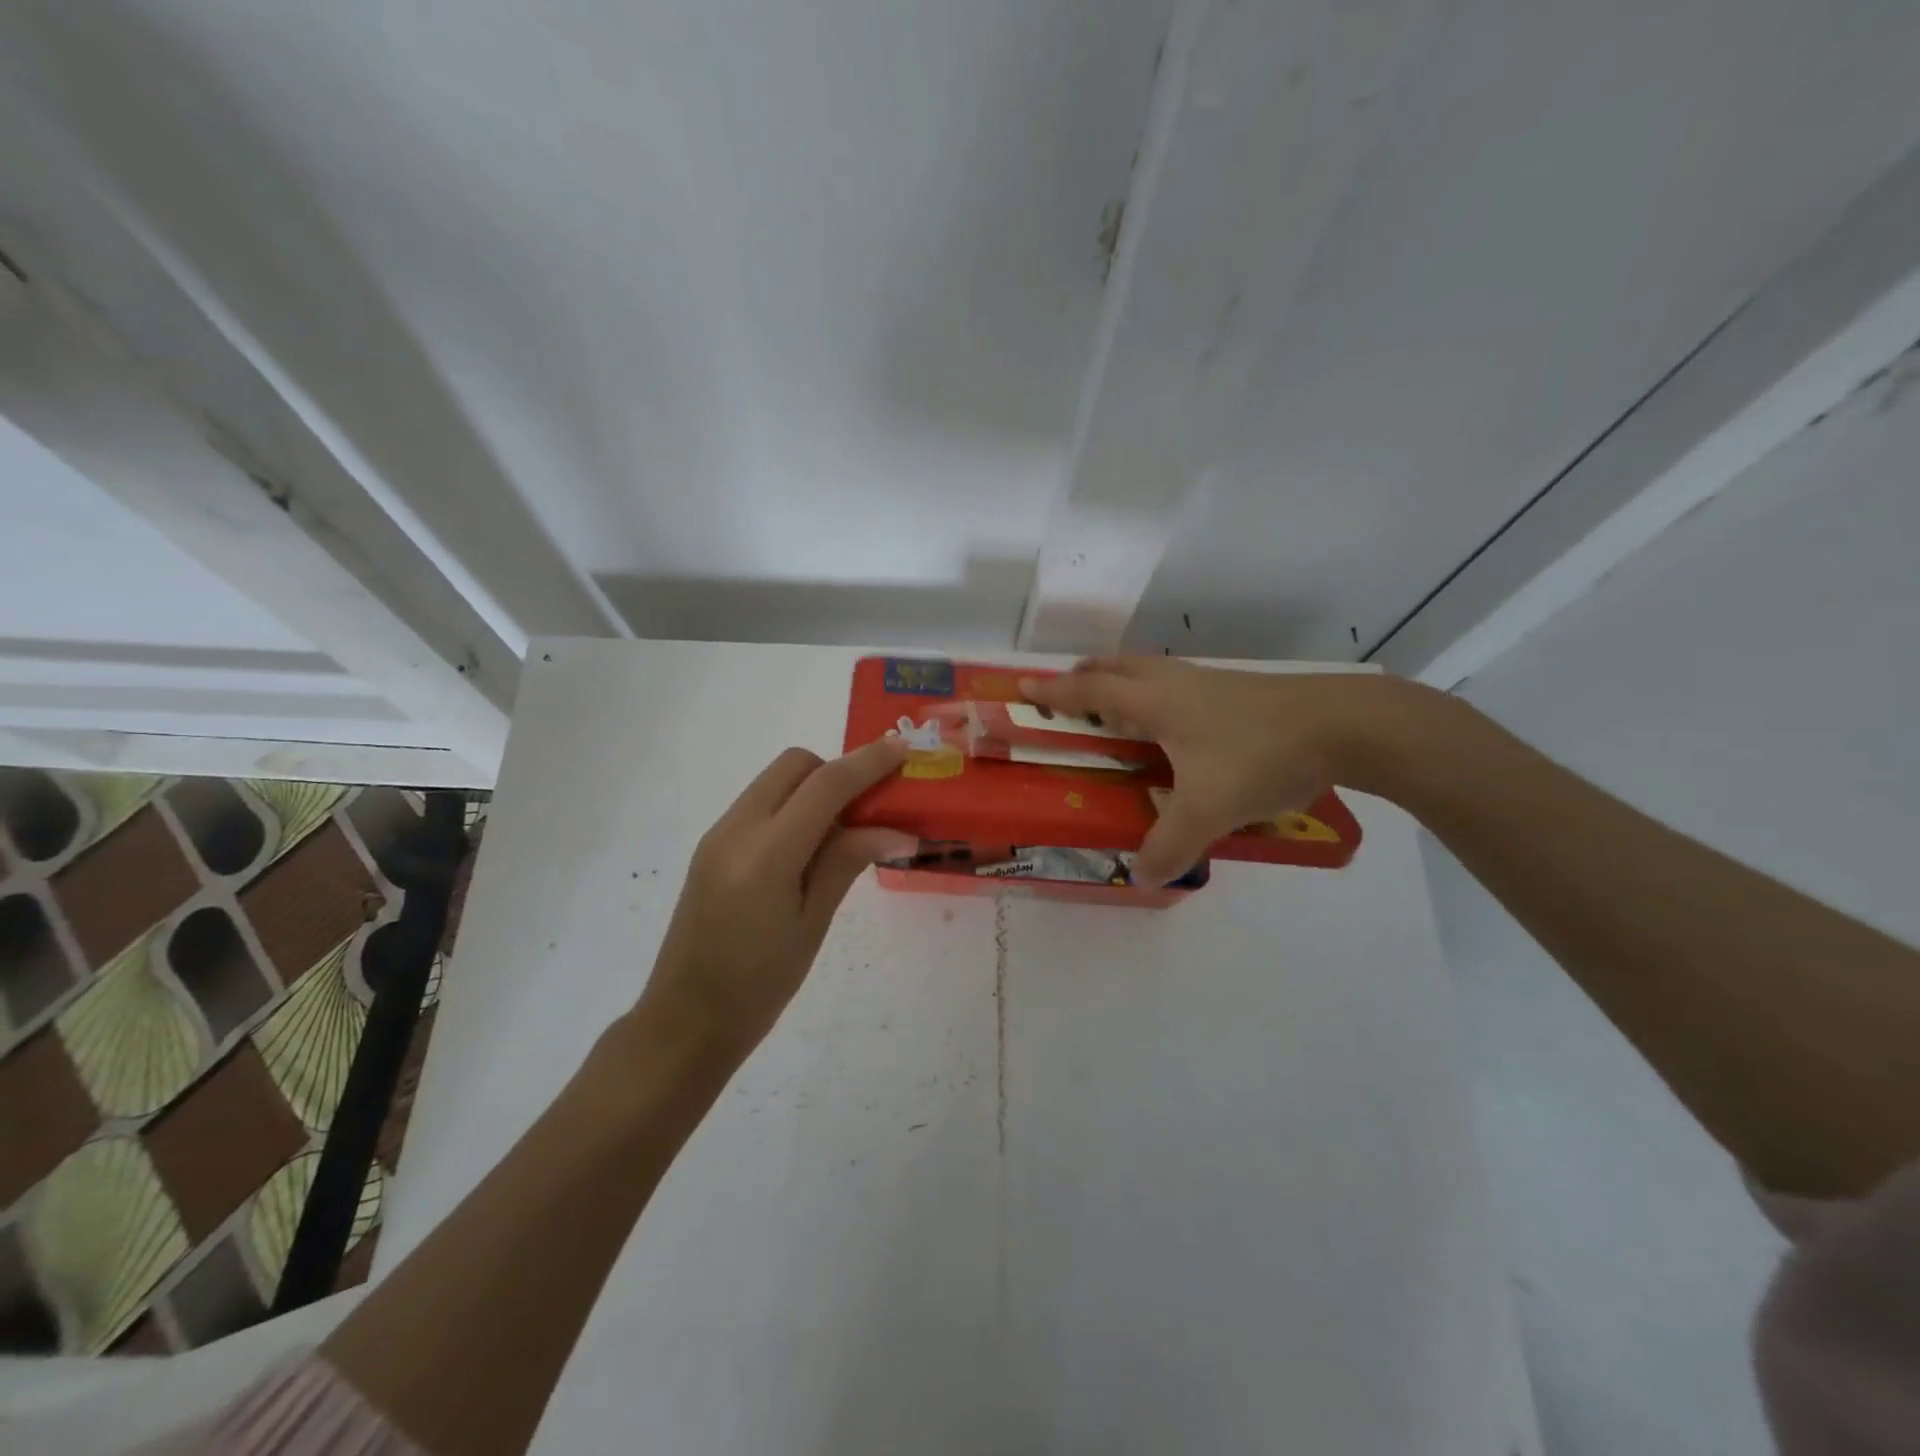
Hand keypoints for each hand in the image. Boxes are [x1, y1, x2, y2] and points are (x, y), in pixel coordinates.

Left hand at [639, 738, 915, 1052]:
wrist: (685, 1022)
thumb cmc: (759, 986)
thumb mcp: (812, 924)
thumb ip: (847, 862)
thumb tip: (896, 829)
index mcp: (765, 855)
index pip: (825, 785)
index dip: (868, 762)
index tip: (903, 748)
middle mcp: (735, 829)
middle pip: (794, 765)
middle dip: (836, 770)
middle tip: (870, 807)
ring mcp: (718, 835)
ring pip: (775, 781)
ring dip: (814, 787)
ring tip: (844, 831)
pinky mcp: (712, 846)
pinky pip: (760, 804)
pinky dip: (792, 807)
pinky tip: (809, 848)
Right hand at [1020, 657, 1434, 883]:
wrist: (1343, 725)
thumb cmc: (1260, 755)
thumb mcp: (1208, 809)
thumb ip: (1170, 844)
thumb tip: (1142, 876)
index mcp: (1156, 701)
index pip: (1091, 690)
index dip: (1055, 691)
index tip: (1023, 687)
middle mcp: (1176, 683)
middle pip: (1119, 666)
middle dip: (1087, 675)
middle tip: (1069, 693)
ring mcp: (1210, 683)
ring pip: (1151, 672)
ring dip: (1123, 683)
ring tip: (1116, 710)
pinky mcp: (1238, 692)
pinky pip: (1178, 686)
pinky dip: (1156, 695)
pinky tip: (1175, 726)